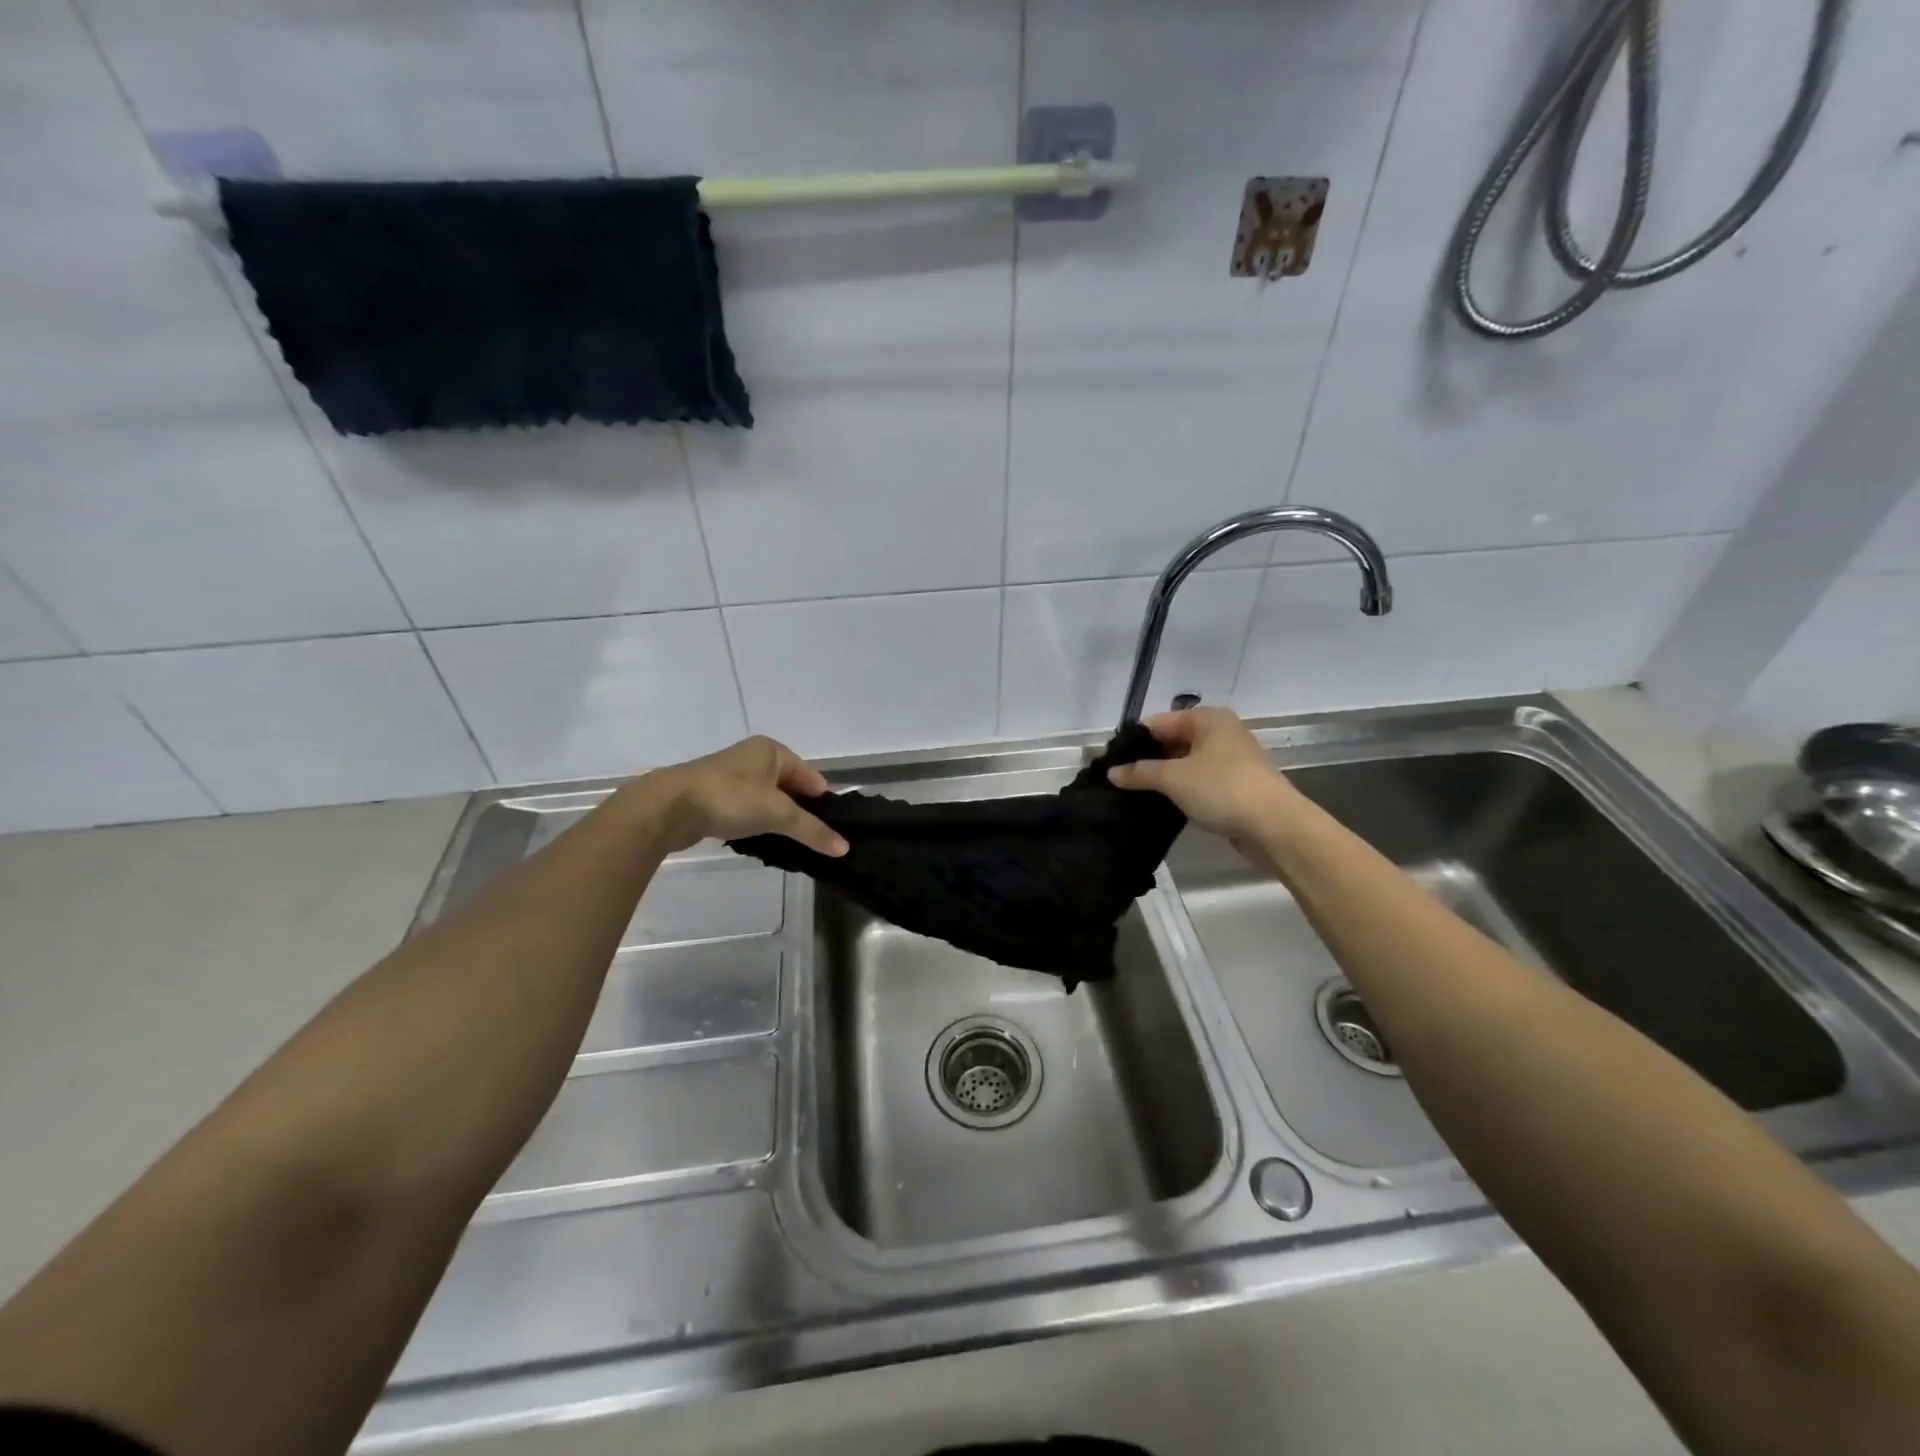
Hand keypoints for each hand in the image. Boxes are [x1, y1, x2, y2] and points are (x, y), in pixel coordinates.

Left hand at [638, 736, 847, 856]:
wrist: (669, 807)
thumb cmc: (730, 798)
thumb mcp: (777, 813)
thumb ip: (812, 830)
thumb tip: (845, 847)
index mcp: (772, 750)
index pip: (811, 777)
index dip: (823, 802)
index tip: (834, 829)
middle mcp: (754, 758)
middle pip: (791, 788)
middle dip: (802, 812)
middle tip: (816, 840)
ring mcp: (733, 777)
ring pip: (769, 800)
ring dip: (779, 819)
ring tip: (792, 844)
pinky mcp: (716, 796)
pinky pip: (749, 809)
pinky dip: (758, 823)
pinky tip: (763, 842)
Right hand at [1107, 707, 1303, 844]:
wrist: (1276, 826)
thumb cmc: (1223, 789)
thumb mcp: (1173, 778)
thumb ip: (1139, 772)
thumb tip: (1111, 772)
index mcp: (1208, 719)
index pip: (1158, 722)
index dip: (1134, 741)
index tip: (1109, 761)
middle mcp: (1221, 732)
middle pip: (1173, 741)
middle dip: (1147, 760)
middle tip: (1118, 780)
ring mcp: (1231, 759)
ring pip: (1185, 763)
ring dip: (1163, 777)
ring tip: (1133, 794)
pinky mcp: (1235, 785)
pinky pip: (1199, 781)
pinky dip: (1182, 790)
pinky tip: (1162, 804)